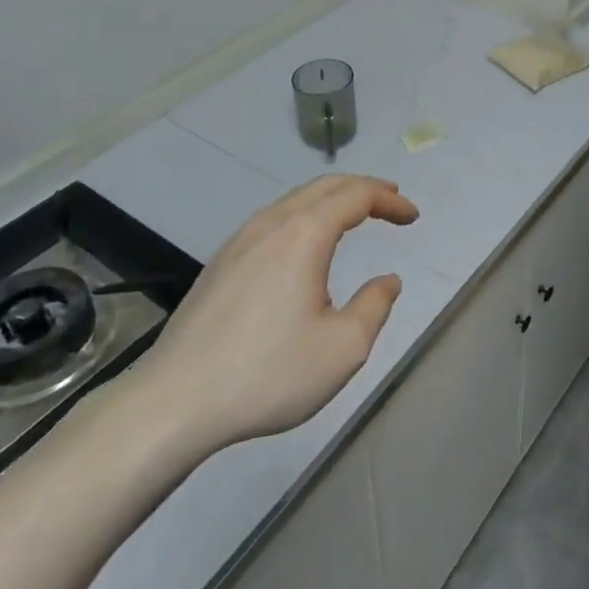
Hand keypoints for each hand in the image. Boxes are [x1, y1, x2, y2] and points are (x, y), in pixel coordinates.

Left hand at [121, 175, 417, 458]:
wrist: (175, 401)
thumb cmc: (267, 373)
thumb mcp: (343, 349)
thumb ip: (375, 307)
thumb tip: (388, 281)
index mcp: (304, 235)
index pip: (356, 196)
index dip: (389, 200)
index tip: (412, 216)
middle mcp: (271, 224)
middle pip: (325, 186)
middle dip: (363, 188)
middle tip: (391, 199)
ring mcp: (240, 241)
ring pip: (295, 200)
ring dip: (332, 200)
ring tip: (355, 214)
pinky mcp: (221, 262)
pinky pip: (273, 219)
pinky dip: (304, 215)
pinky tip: (306, 242)